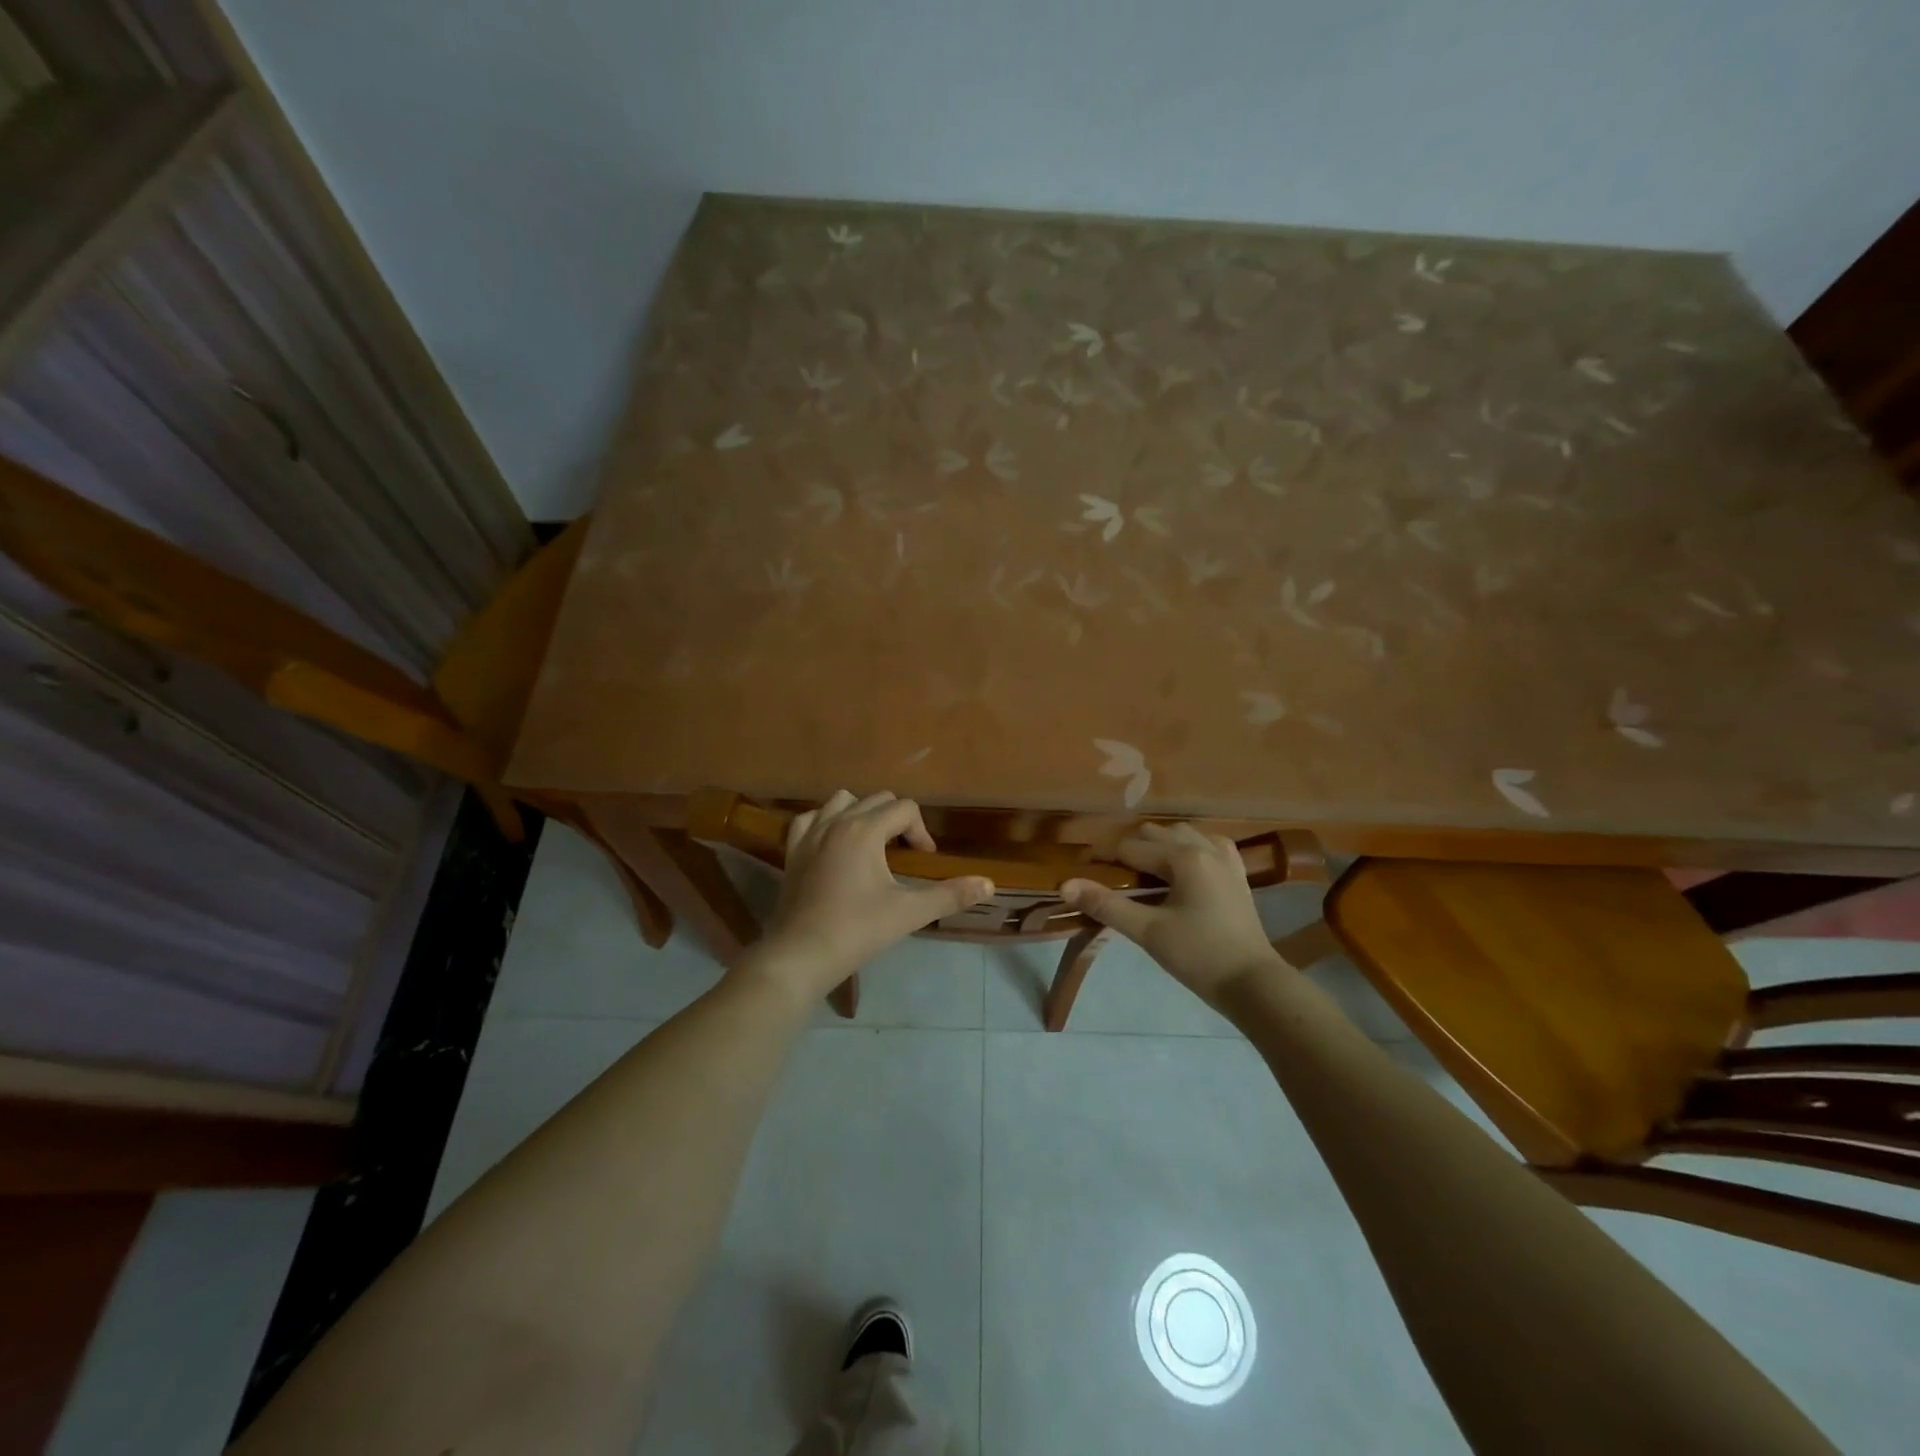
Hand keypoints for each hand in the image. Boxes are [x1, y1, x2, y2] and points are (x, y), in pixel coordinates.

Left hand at [751, 790, 993, 998]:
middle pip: (877, 799)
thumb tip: (990, 884)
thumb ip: (951, 895)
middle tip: (904, 855)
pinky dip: (826, 822)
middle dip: (897, 821)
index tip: (924, 861)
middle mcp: (837, 821)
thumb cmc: (858, 929)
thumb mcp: (910, 912)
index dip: (921, 832)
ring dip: (862, 813)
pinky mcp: (792, 850)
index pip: (905, 809)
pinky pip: (810, 818)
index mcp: (866, 829)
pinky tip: (834, 845)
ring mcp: (810, 833)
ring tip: (872, 844)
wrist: (802, 954)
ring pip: (841, 801)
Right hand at [1060, 823, 1281, 1006]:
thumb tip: (1065, 885)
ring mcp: (1226, 859)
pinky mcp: (1237, 875)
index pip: (1130, 848)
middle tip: (1108, 874)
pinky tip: (1180, 867)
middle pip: (1155, 834)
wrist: (1254, 984)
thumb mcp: (1148, 931)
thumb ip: (1106, 904)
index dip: (1102, 856)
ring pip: (1183, 834)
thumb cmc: (1198, 956)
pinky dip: (1188, 848)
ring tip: (1140, 870)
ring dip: (1158, 845)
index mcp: (1183, 857)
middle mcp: (1205, 848)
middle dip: (1128, 848)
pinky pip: (1208, 845)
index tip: (1081, 869)